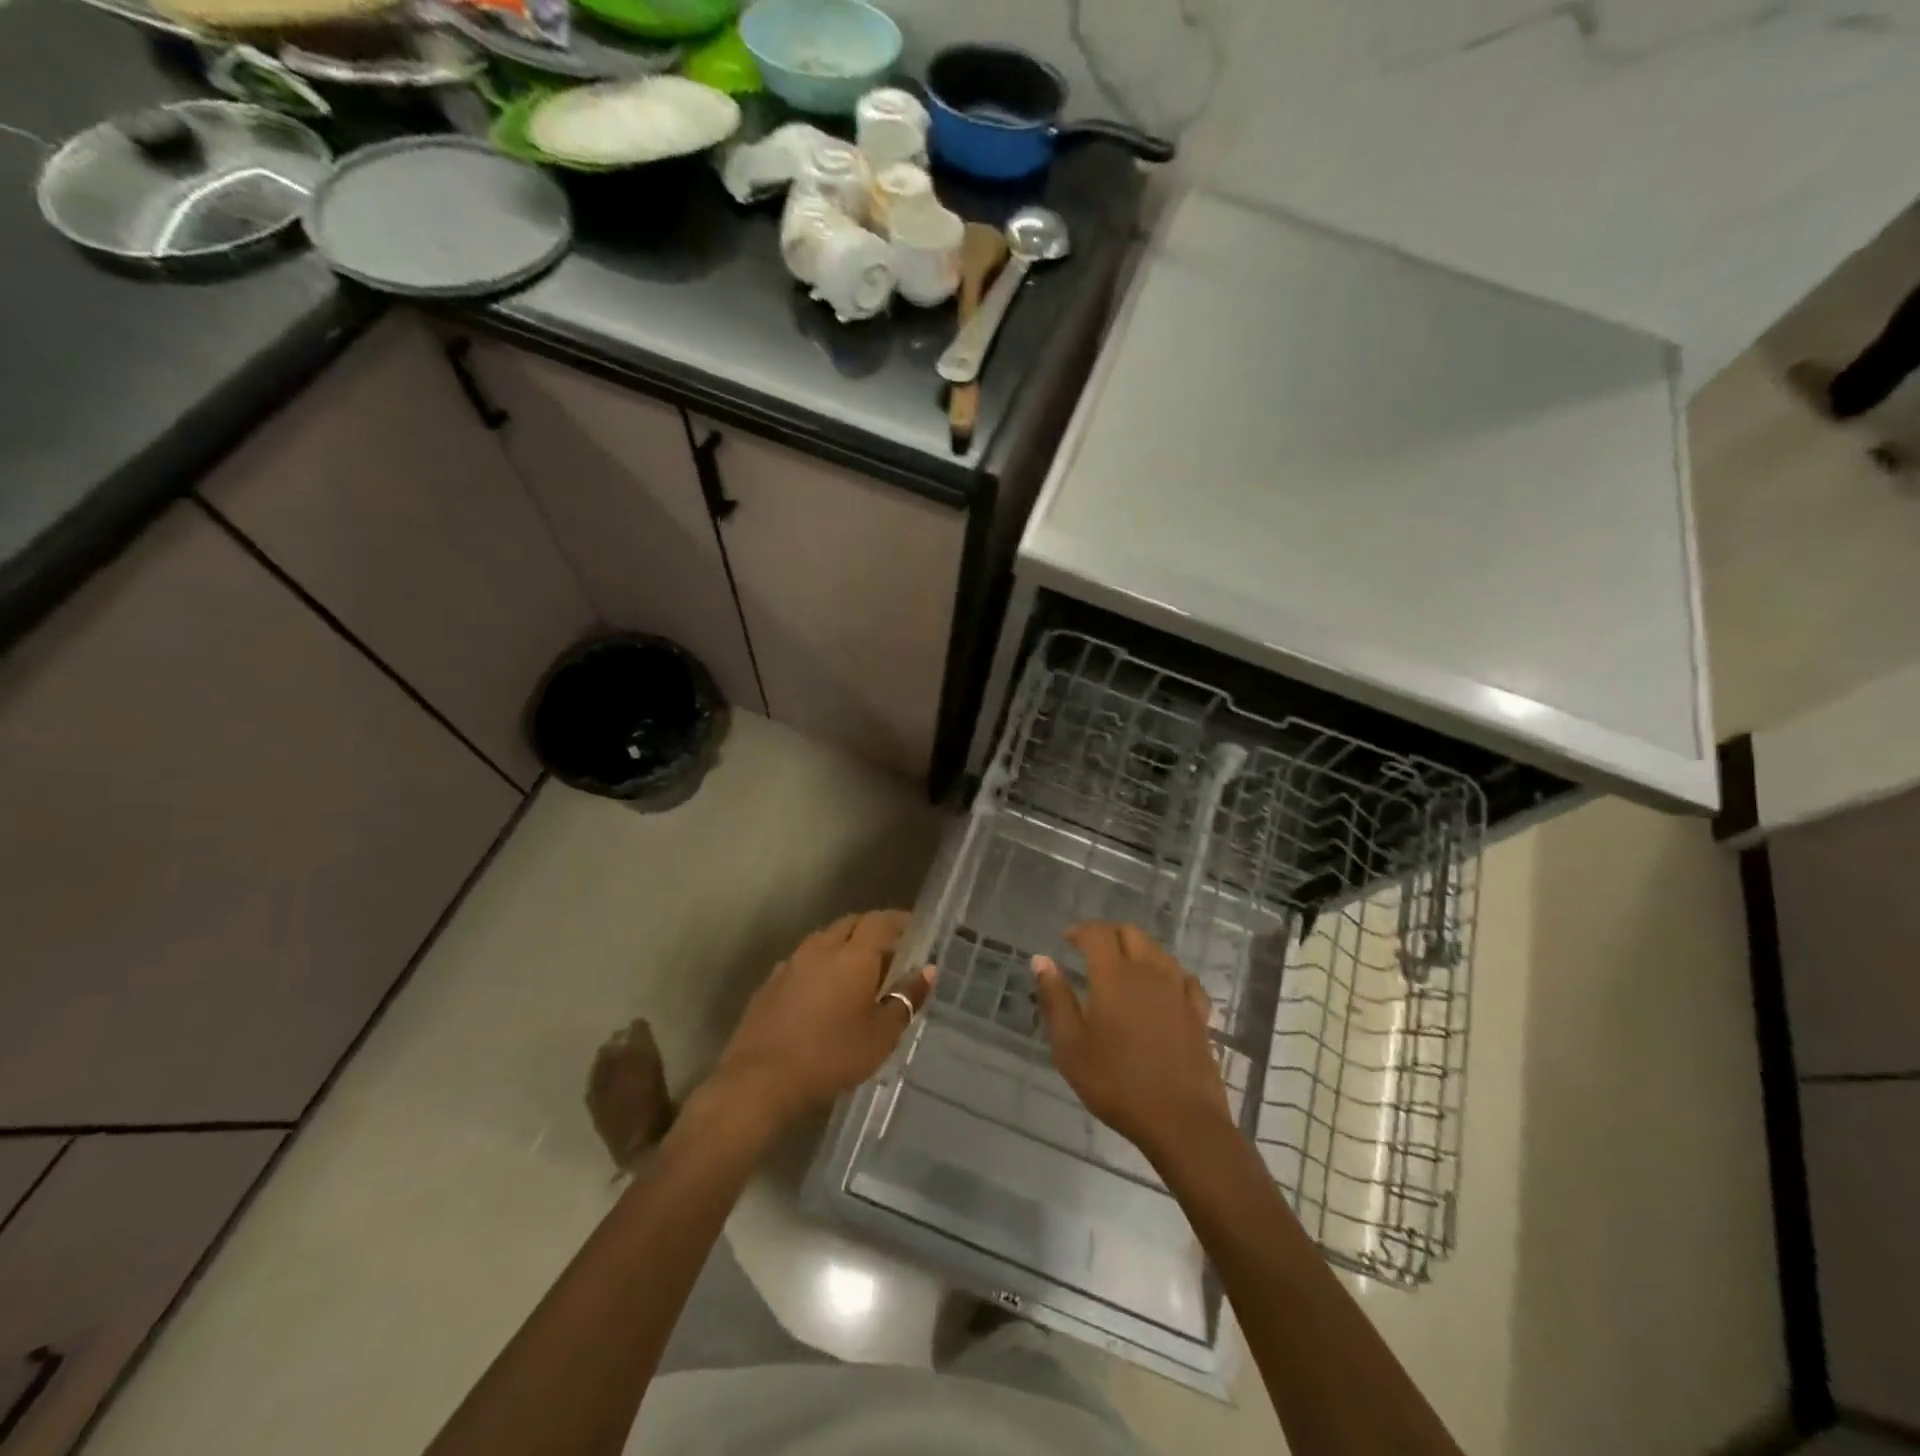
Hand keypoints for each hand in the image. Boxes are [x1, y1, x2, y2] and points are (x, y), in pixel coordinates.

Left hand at [710, 910, 934, 1130]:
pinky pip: (803, 961)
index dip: (899, 921)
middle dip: (872, 931)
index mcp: (853, 955)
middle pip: (850, 925)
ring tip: (859, 972)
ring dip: (844, 947)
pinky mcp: (770, 983)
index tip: (914, 929)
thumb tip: (928, 970)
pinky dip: (820, 965)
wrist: (760, 1081)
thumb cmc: (832, 1056)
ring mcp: (791, 964)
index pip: (880, 921)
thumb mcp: (882, 1035)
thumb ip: (906, 998)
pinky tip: (824, 992)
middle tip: (890, 952)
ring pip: (824, 940)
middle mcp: (821, 948)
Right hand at [1033, 922, 1234, 1158]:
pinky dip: (1168, 972)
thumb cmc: (1116, 1082)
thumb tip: (1041, 960)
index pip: (1098, 934)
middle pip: (1131, 933)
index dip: (1081, 930)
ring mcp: (1178, 991)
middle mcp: (1149, 972)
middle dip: (1109, 933)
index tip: (1066, 939)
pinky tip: (1162, 987)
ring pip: (1158, 951)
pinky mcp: (1198, 1013)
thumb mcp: (1070, 1046)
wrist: (1180, 1120)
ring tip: (1122, 966)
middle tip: (1091, 950)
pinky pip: (1184, 977)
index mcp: (1114, 976)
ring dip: (1137, 948)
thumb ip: (1055, 998)